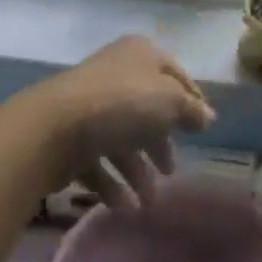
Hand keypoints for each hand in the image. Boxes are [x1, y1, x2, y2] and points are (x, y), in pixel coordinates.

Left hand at [31, 36, 215, 206]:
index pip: (175, 75)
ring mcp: (90, 106)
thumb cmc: (123, 103)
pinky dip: (112, 183)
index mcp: (141, 54)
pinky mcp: (70, 137)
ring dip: (137, 172)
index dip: (191, 100)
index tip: (202, 128)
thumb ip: (191, 110)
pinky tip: (124, 206)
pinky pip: (97, 160)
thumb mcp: (170, 101)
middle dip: (160, 144)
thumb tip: (207, 116)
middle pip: (146, 110)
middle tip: (171, 171)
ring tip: (148, 202)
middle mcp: (116, 74)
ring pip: (122, 138)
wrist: (53, 128)